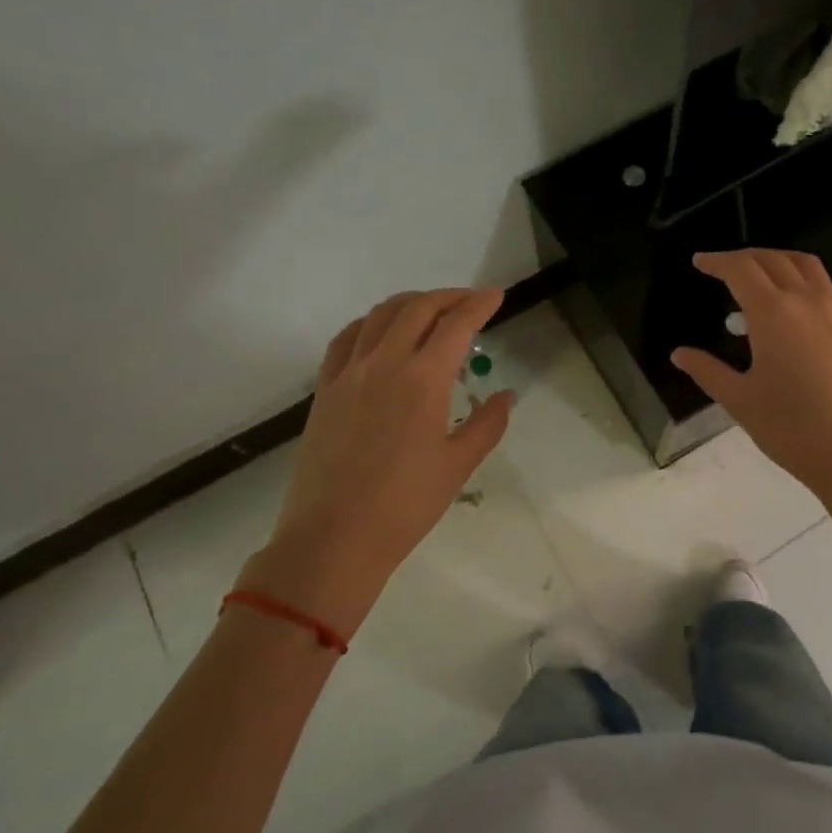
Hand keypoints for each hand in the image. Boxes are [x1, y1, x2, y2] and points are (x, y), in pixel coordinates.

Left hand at [240, 287, 514, 634]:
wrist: (333, 538)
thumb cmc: (405, 505)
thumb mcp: (458, 465)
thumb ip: (487, 424)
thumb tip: (506, 396)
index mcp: (423, 379)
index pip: (457, 324)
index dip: (480, 304)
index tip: (496, 294)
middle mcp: (384, 363)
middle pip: (418, 308)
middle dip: (449, 297)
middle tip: (470, 302)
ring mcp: (349, 373)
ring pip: (380, 316)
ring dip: (410, 303)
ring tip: (430, 310)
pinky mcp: (325, 389)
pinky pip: (347, 339)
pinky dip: (370, 323)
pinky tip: (379, 333)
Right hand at [670, 250, 831, 534]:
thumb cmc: (791, 429)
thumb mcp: (740, 400)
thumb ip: (707, 371)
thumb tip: (679, 354)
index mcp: (774, 313)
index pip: (741, 269)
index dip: (717, 261)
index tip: (699, 262)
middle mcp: (806, 302)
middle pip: (773, 259)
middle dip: (744, 257)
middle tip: (721, 268)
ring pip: (804, 266)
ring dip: (776, 260)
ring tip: (757, 277)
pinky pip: (822, 287)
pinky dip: (799, 280)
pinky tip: (787, 309)